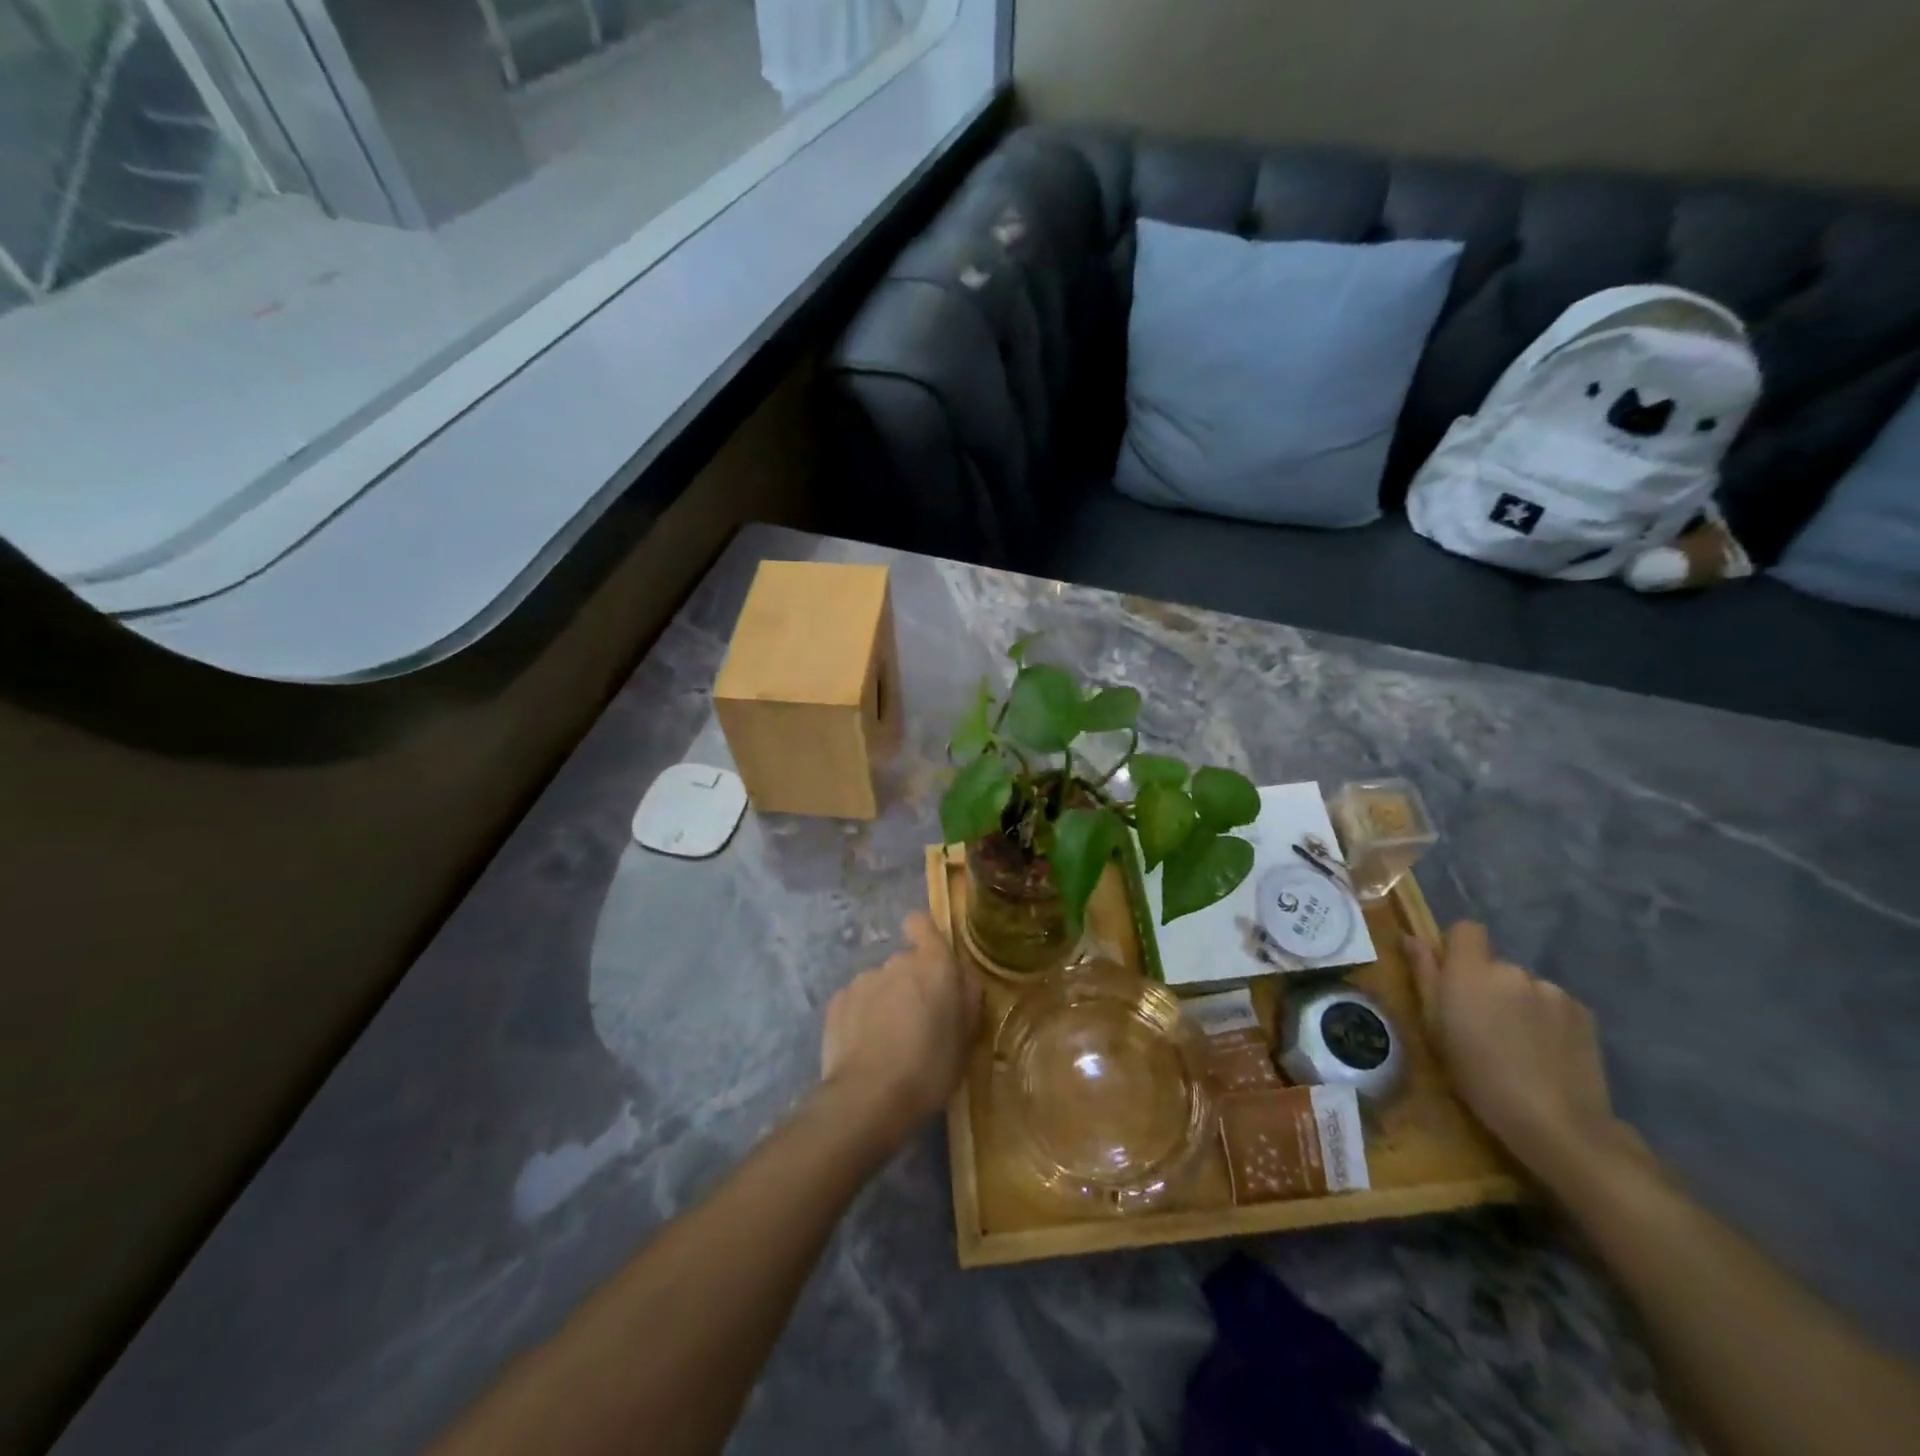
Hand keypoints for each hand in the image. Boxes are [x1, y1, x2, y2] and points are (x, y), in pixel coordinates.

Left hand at [820, 912, 980, 1144]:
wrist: (868, 1098)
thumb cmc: (929, 1069)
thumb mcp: (966, 1040)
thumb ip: (967, 998)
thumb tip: (962, 976)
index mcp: (934, 966)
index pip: (922, 924)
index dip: (924, 935)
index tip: (930, 961)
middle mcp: (897, 963)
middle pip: (905, 962)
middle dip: (911, 984)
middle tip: (918, 1023)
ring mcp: (863, 980)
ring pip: (880, 983)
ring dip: (886, 1002)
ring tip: (888, 1042)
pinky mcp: (836, 1002)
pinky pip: (856, 1002)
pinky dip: (861, 1017)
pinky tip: (865, 1048)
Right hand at [1408, 922, 1641, 1189]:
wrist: (1556, 1121)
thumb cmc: (1477, 1075)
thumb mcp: (1435, 1028)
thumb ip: (1425, 976)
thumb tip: (1412, 939)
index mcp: (1471, 971)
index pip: (1467, 929)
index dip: (1458, 947)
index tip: (1452, 978)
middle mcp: (1513, 971)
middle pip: (1495, 964)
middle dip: (1487, 985)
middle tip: (1483, 1026)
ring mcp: (1553, 991)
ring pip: (1525, 987)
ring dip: (1518, 1004)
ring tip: (1519, 1045)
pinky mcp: (1585, 1014)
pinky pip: (1554, 1005)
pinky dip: (1546, 1020)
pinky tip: (1546, 1053)